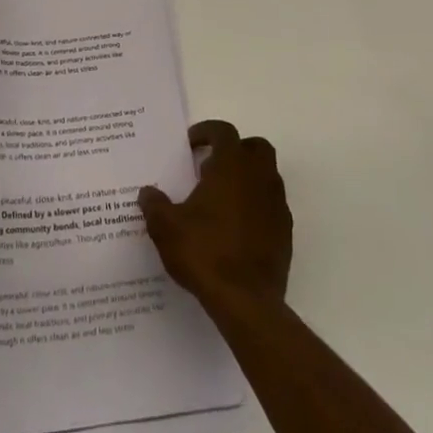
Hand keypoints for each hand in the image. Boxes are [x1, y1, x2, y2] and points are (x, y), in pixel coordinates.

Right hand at [140, 120, 291, 312]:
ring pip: (267, 175)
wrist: (246, 301)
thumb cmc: (204, 252)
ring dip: (247, 178)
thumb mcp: (166, 227)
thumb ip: (154, 204)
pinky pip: (272, 205)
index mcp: (231, 166)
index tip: (191, 143)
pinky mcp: (285, 232)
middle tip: (211, 166)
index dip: (206, 131)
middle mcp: (259, 177)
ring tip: (221, 199)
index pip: (224, 131)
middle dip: (235, 150)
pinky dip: (257, 205)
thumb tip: (147, 193)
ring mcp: (277, 205)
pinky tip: (236, 227)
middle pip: (255, 147)